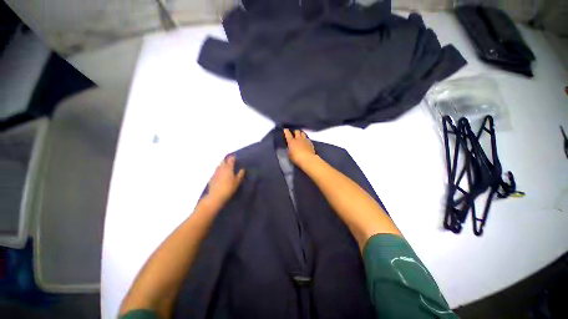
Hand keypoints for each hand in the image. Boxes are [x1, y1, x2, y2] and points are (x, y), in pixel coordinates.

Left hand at [206, 155, 244, 204]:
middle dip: (227, 160)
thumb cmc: (229, 188)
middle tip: (231, 162)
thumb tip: (242, 168)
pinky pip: (216, 171)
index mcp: (228, 168)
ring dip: (222, 165)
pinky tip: (221, 175)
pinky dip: (219, 171)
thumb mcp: (237, 182)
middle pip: (223, 161)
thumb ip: (240, 174)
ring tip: (226, 168)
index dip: (233, 157)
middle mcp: (221, 168)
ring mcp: (215, 172)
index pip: (231, 160)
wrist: (216, 196)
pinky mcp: (212, 177)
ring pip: (219, 166)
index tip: (235, 156)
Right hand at [284, 129, 315, 164]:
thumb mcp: (289, 155)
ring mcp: (305, 140)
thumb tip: (289, 148)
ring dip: (301, 134)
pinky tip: (306, 142)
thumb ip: (289, 150)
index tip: (285, 129)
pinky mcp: (310, 143)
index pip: (288, 134)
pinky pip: (307, 138)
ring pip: (303, 133)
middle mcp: (298, 139)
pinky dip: (306, 139)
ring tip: (301, 136)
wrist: (307, 159)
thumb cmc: (296, 158)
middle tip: (295, 134)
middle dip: (295, 132)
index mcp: (291, 141)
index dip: (286, 131)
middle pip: (297, 131)